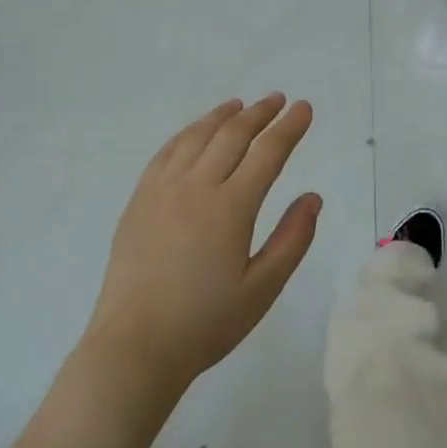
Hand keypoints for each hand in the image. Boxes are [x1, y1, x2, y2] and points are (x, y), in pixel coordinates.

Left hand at [83, 95, 320, 399]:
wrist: (134, 347)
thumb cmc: (205, 324)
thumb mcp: (262, 289)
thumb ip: (292, 239)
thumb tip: (312, 197)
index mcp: (230, 208)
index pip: (267, 153)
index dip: (289, 127)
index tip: (303, 108)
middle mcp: (195, 187)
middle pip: (231, 135)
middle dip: (259, 113)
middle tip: (277, 100)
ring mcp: (161, 190)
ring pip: (196, 137)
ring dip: (222, 116)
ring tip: (239, 105)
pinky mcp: (139, 201)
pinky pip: (166, 153)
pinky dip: (187, 134)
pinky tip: (195, 133)